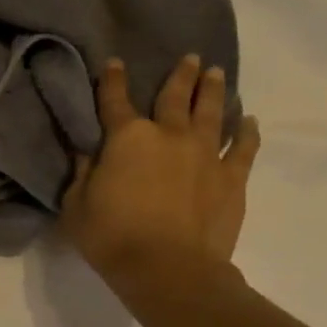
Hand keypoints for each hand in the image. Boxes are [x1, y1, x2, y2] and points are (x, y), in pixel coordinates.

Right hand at [59, 54, 260, 294]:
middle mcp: (168, 136)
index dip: (112, 80)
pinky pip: (243, 148)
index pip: (114, 101)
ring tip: (216, 73)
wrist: (168, 268)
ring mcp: (205, 154)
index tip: (114, 63)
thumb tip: (87, 151)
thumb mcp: (76, 204)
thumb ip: (82, 173)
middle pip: (174, 97)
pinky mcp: (231, 178)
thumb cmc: (111, 236)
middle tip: (190, 58)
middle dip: (180, 75)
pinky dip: (247, 132)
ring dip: (212, 91)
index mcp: (126, 138)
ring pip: (211, 112)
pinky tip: (250, 121)